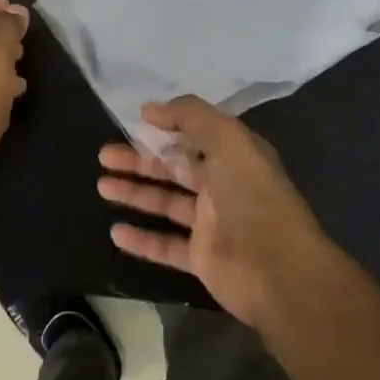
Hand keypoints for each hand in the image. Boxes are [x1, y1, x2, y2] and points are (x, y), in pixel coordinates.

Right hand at [96, 96, 339, 326]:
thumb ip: (190, 117)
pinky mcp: (202, 258)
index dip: (165, 128)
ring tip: (102, 186)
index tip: (132, 123)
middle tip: (104, 156)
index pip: (195, 137)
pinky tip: (115, 232)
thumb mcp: (229, 140)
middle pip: (174, 168)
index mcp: (235, 157)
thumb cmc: (253, 198)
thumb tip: (149, 109)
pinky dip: (141, 239)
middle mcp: (223, 187)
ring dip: (135, 193)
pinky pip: (165, 246)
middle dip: (140, 160)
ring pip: (166, 204)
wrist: (278, 270)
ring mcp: (212, 225)